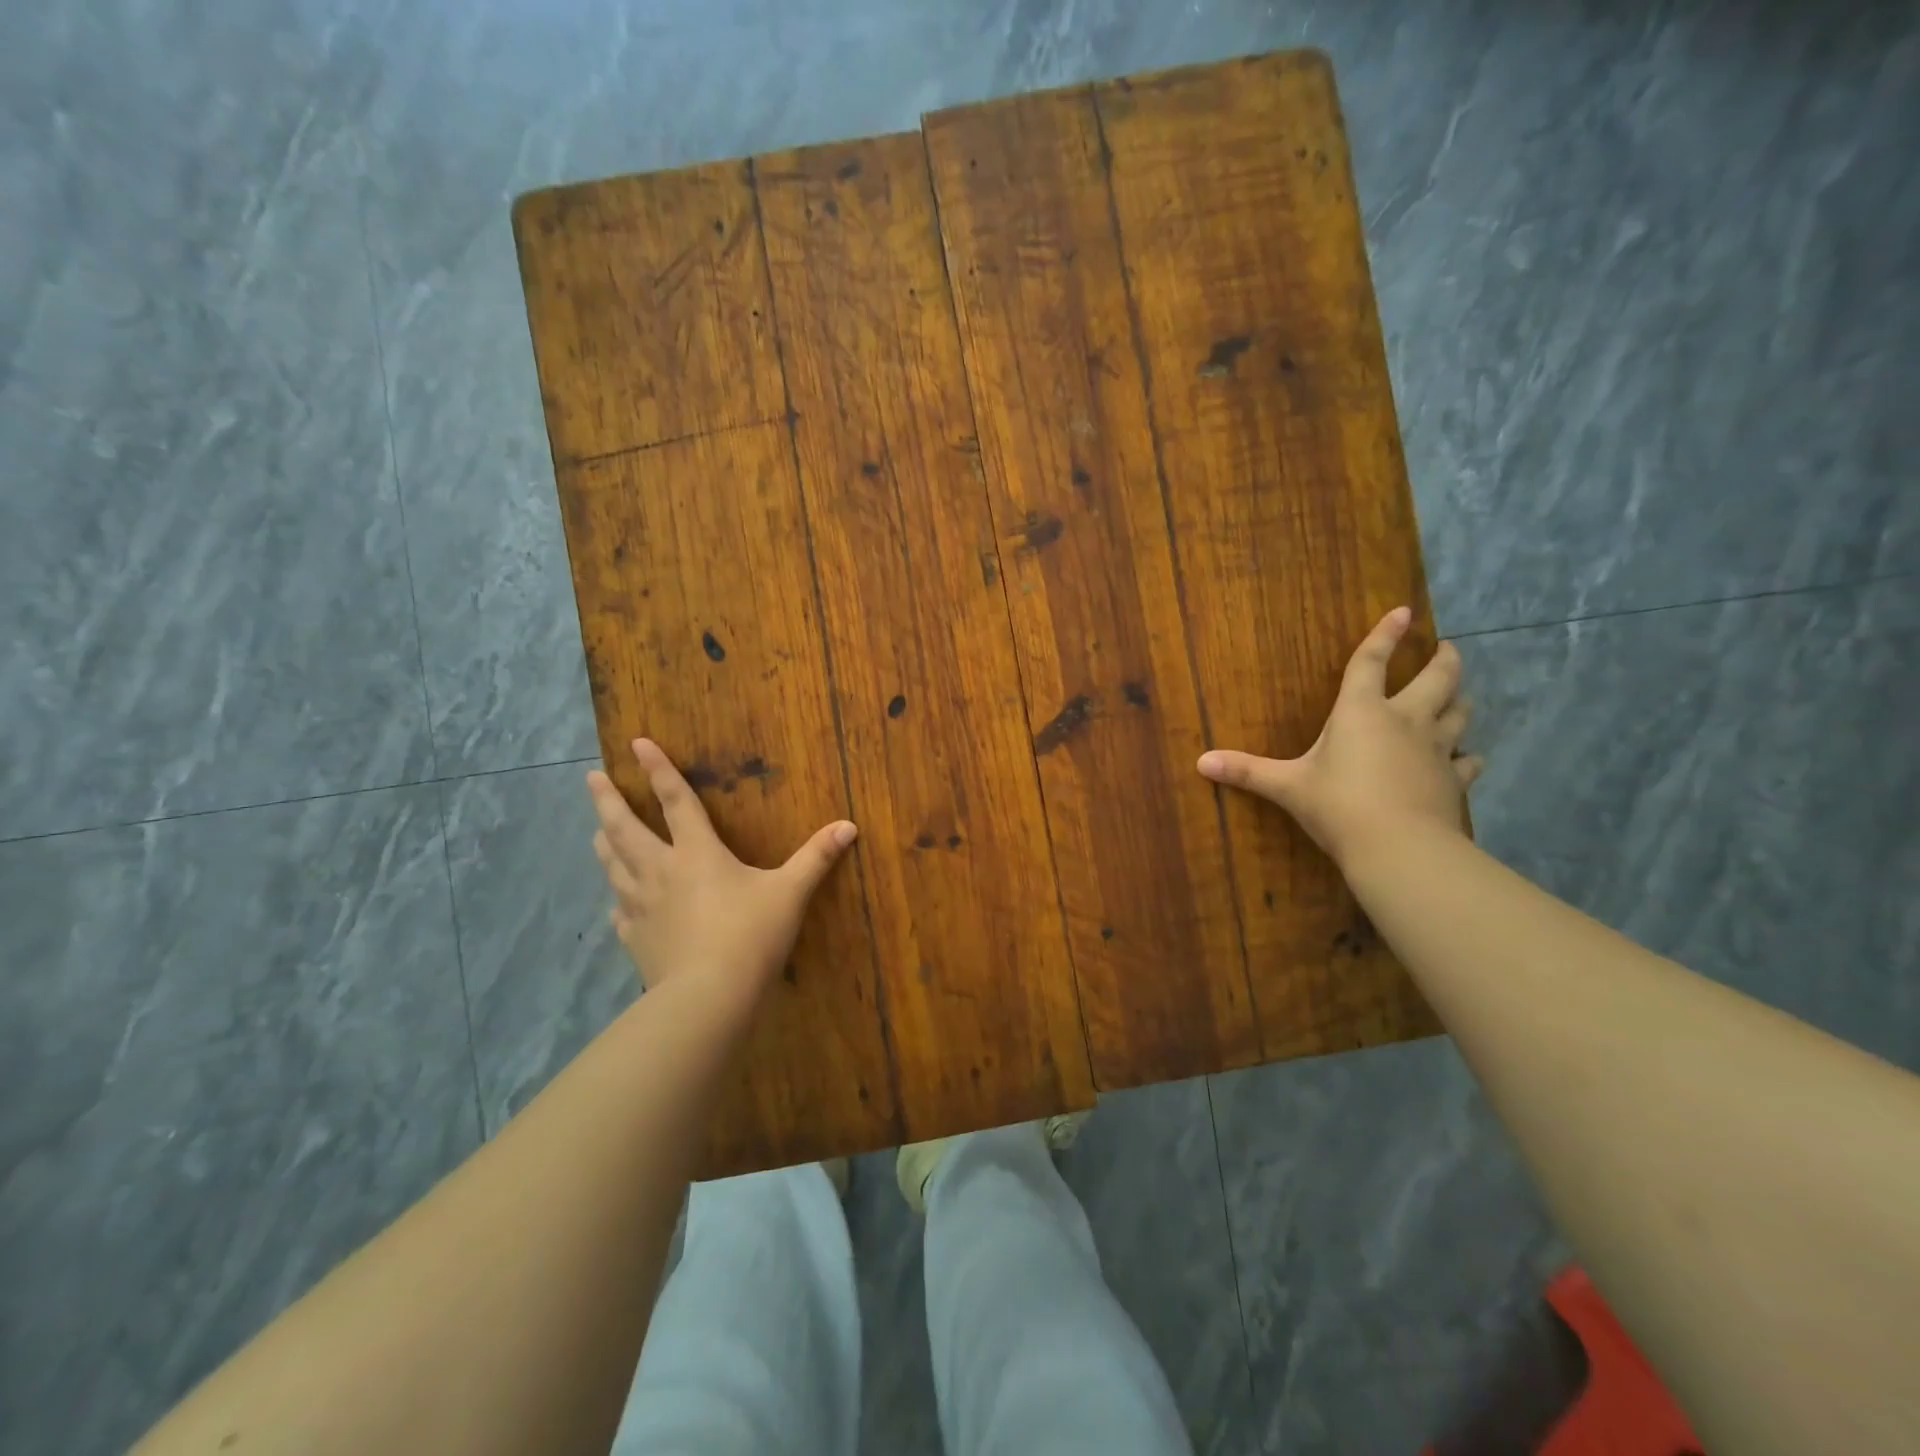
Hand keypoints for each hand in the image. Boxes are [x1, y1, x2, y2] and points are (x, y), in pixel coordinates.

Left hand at [587, 738, 858, 998]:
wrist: (709, 996)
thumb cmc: (751, 935)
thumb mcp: (791, 892)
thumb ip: (816, 857)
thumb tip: (849, 826)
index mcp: (697, 852)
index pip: (675, 801)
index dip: (657, 770)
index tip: (636, 743)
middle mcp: (661, 871)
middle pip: (625, 829)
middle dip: (608, 801)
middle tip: (591, 779)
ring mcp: (642, 906)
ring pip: (614, 866)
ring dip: (604, 843)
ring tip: (595, 830)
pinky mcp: (635, 938)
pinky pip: (620, 911)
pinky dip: (617, 898)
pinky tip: (617, 901)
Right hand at [1197, 606, 1480, 866]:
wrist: (1399, 847)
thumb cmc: (1338, 805)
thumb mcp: (1287, 787)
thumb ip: (1247, 771)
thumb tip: (1200, 762)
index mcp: (1362, 711)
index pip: (1372, 662)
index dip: (1385, 635)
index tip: (1403, 611)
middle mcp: (1405, 720)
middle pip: (1437, 679)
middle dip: (1443, 660)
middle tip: (1446, 649)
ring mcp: (1436, 749)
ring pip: (1459, 713)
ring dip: (1459, 701)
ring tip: (1459, 695)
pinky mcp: (1454, 780)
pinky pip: (1468, 761)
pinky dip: (1467, 756)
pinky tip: (1467, 758)